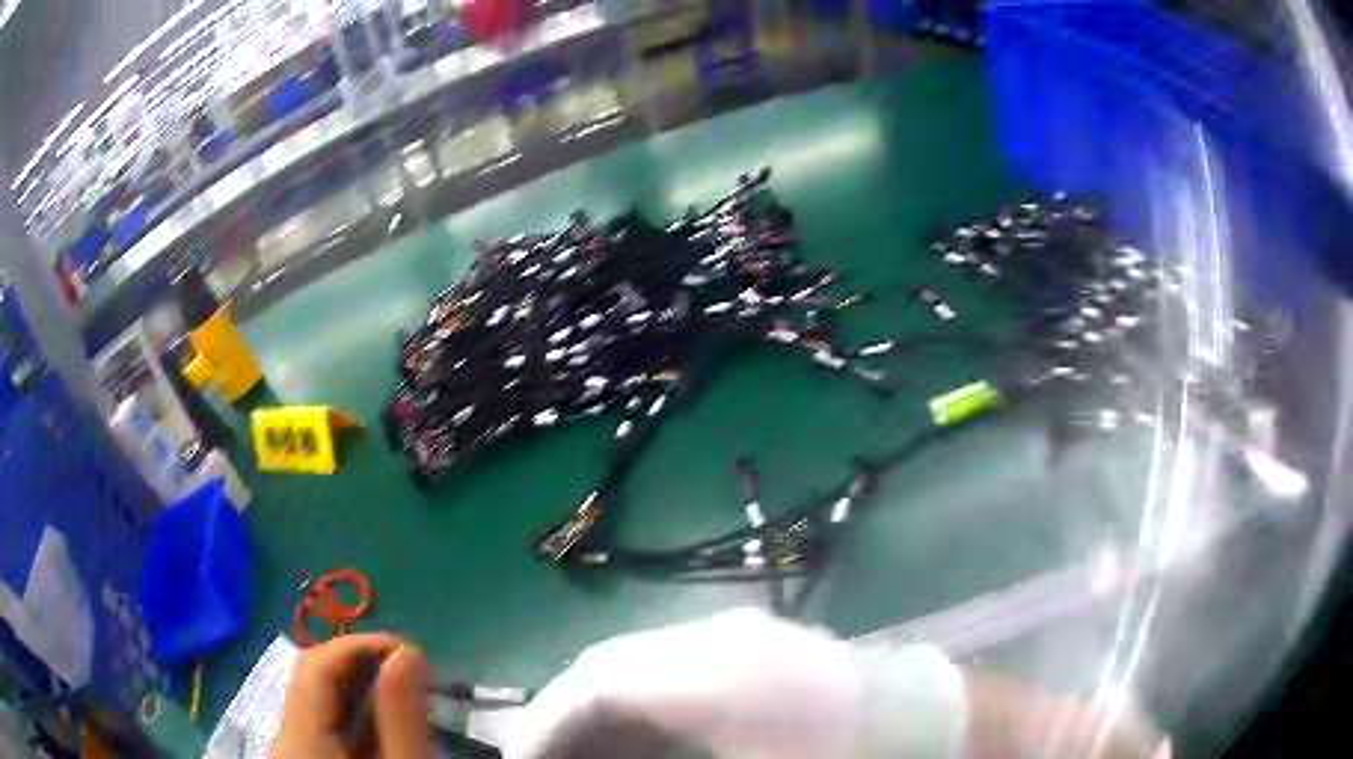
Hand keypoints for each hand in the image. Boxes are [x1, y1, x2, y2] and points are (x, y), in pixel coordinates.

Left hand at [272, 633, 428, 758]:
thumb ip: (400, 716)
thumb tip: (407, 650)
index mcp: (301, 736)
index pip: (316, 664)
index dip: (359, 644)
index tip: (411, 650)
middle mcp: (284, 734)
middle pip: (311, 676)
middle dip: (360, 661)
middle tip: (413, 672)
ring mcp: (290, 746)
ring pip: (314, 696)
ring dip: (357, 684)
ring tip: (404, 693)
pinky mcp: (302, 755)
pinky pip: (318, 717)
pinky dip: (350, 709)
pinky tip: (381, 720)